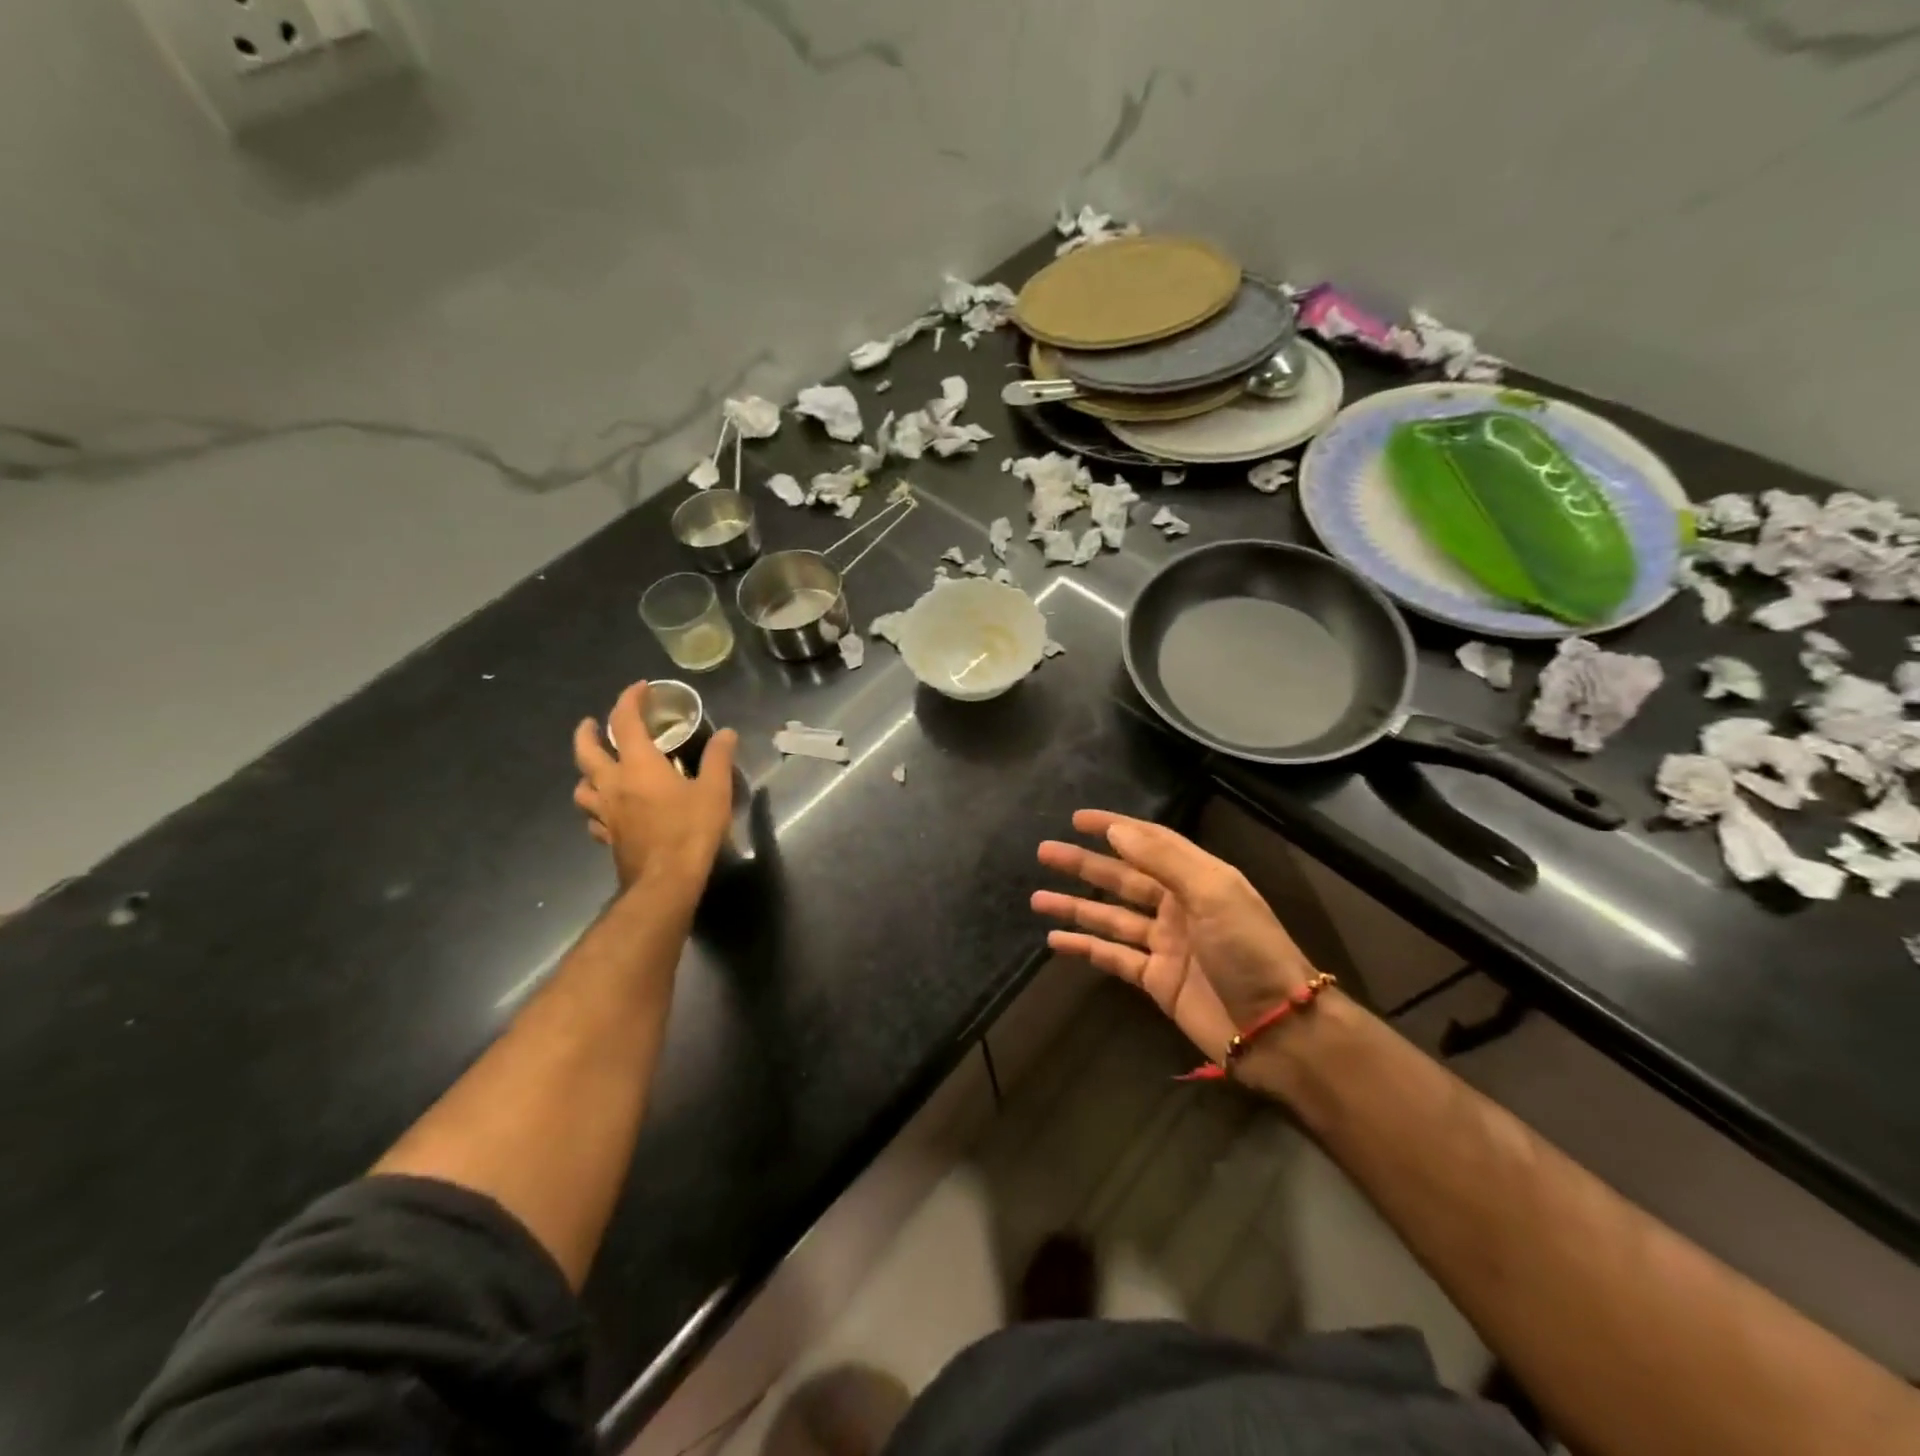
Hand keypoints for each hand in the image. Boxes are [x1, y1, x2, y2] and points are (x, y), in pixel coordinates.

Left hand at [572, 683, 737, 893]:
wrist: (665, 882)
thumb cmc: (690, 830)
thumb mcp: (714, 791)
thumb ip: (718, 759)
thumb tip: (727, 733)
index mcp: (638, 766)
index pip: (624, 721)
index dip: (629, 700)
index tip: (640, 688)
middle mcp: (613, 784)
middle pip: (586, 751)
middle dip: (587, 731)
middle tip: (592, 723)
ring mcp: (605, 813)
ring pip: (581, 785)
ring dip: (586, 771)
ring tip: (597, 768)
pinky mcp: (607, 837)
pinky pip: (593, 816)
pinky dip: (596, 806)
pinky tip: (608, 811)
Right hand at [1032, 810, 1318, 1062]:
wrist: (1277, 1029)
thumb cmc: (1249, 950)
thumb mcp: (1213, 893)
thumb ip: (1163, 860)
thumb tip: (1115, 831)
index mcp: (1198, 878)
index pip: (1150, 842)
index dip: (1115, 827)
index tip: (1078, 819)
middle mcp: (1179, 906)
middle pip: (1122, 878)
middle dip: (1084, 864)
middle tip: (1045, 851)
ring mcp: (1165, 944)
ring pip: (1110, 917)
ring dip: (1075, 906)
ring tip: (1037, 897)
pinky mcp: (1156, 980)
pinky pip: (1112, 957)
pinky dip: (1085, 948)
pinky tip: (1055, 941)